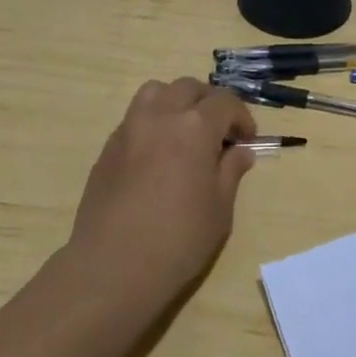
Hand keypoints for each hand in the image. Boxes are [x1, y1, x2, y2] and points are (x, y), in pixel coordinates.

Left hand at [68, 78, 257, 301]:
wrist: (113, 268)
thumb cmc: (178, 240)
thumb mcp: (219, 208)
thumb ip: (231, 171)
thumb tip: (240, 152)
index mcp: (195, 127)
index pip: (225, 102)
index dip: (242, 117)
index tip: (247, 140)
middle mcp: (160, 116)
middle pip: (189, 88)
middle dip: (209, 103)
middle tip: (220, 132)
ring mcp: (128, 129)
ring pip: (155, 92)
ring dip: (176, 102)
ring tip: (185, 132)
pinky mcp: (107, 149)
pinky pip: (134, 118)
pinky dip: (153, 122)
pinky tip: (158, 155)